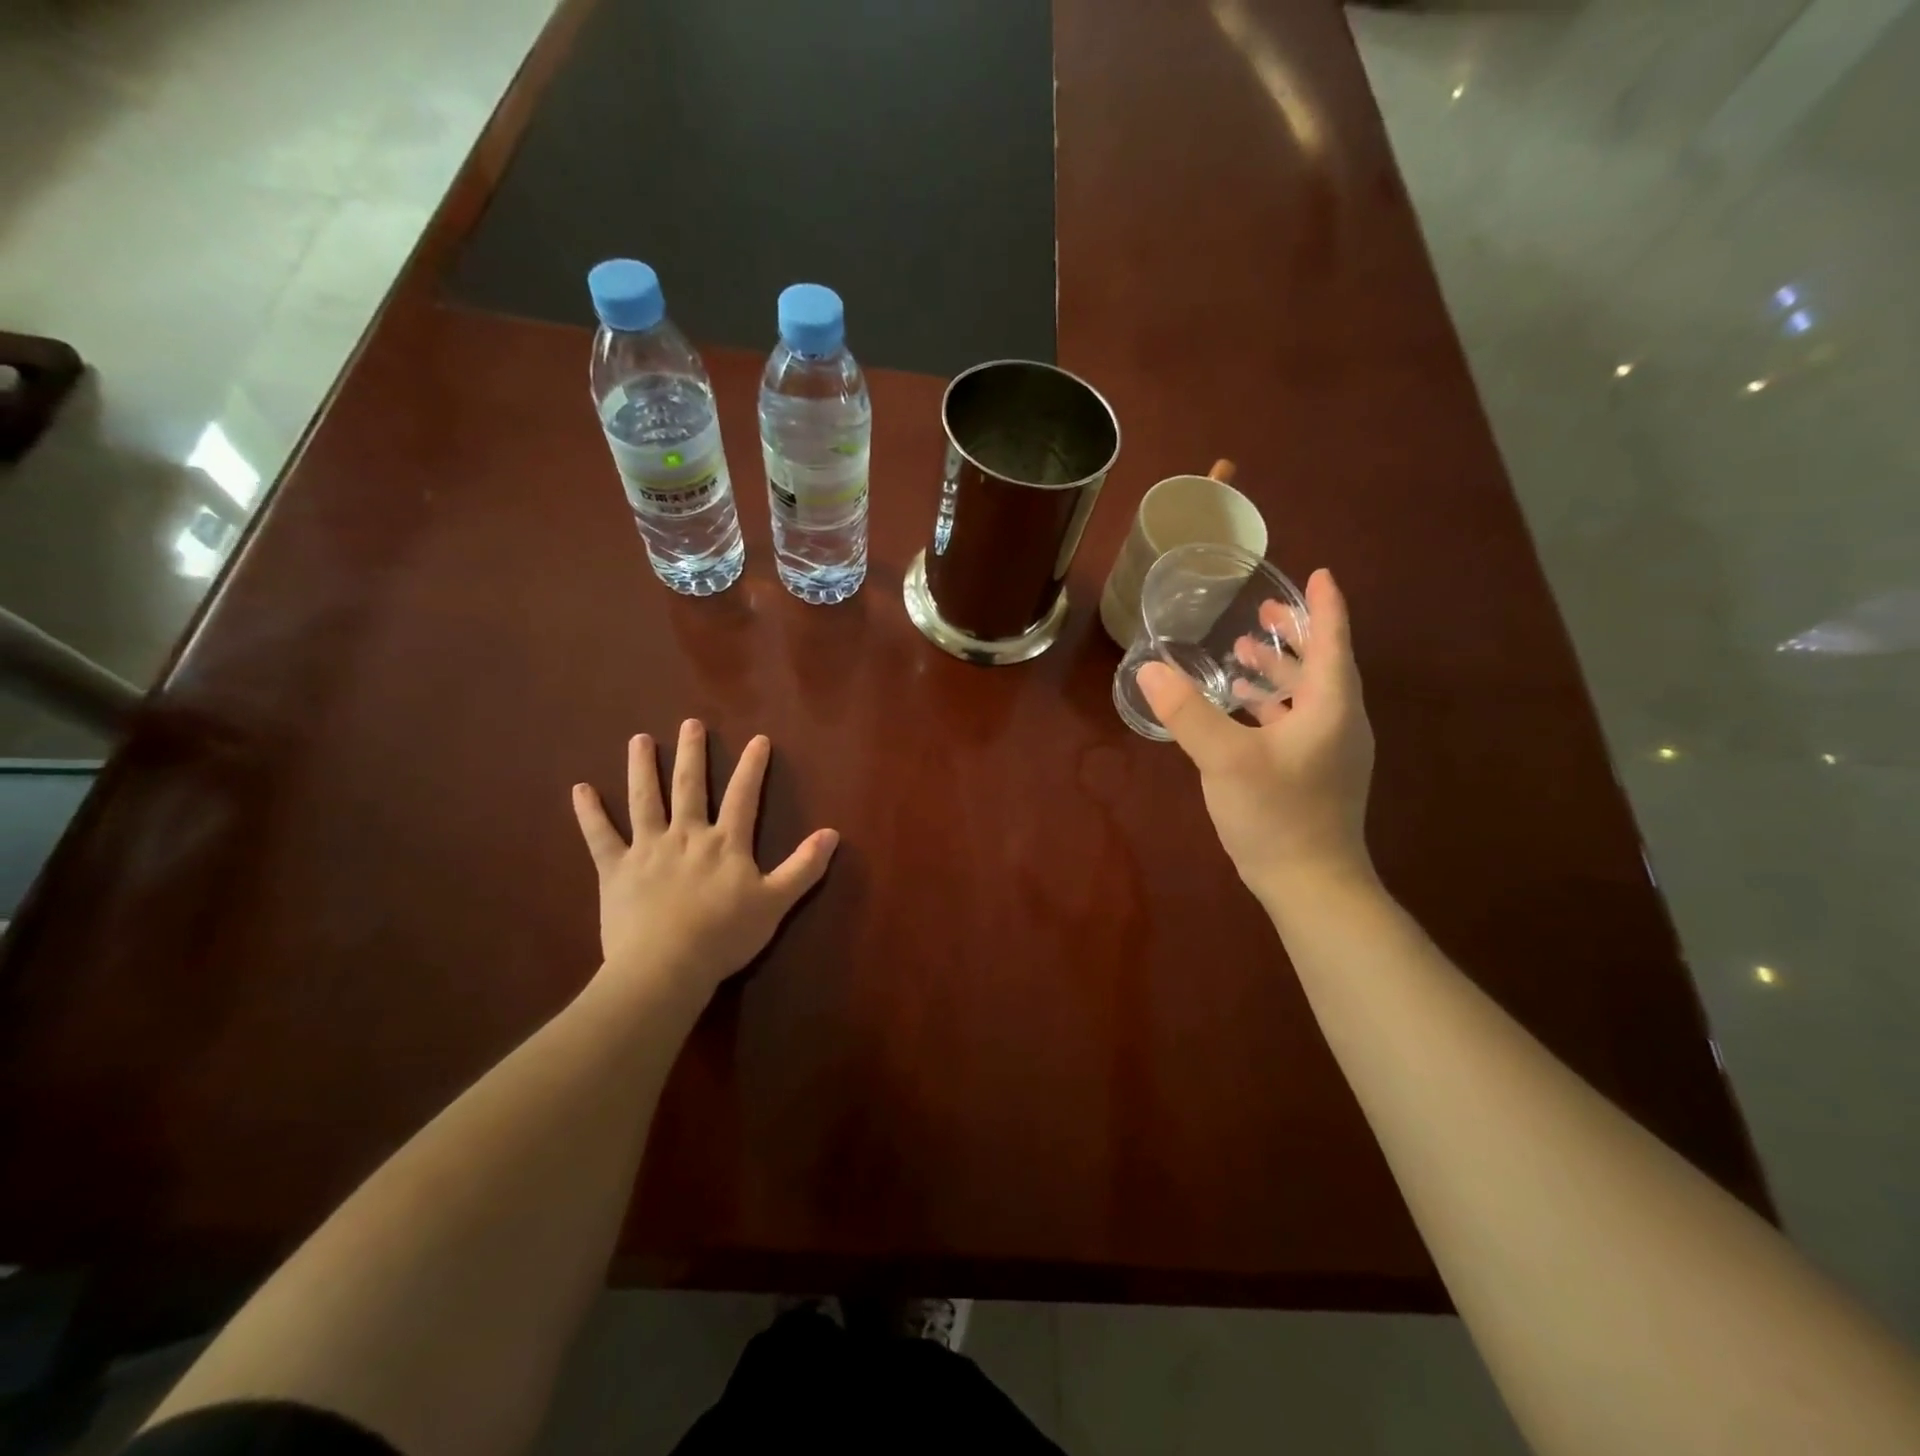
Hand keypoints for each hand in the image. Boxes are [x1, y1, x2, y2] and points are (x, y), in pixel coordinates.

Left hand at [571, 721, 838, 1007]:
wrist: (666, 966)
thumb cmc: (724, 935)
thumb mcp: (776, 902)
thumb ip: (804, 867)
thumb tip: (833, 833)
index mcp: (725, 843)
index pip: (744, 796)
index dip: (752, 767)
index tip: (758, 739)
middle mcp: (686, 835)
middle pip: (689, 787)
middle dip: (692, 754)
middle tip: (690, 723)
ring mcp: (648, 849)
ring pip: (645, 800)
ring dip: (642, 769)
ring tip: (639, 740)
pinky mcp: (616, 870)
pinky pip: (600, 836)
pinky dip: (589, 813)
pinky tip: (580, 789)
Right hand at [1138, 568, 1374, 902]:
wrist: (1311, 885)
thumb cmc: (1277, 815)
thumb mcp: (1225, 759)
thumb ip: (1188, 713)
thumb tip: (1150, 669)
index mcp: (1331, 708)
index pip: (1333, 642)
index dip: (1325, 606)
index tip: (1319, 574)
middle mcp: (1339, 723)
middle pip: (1323, 665)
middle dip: (1296, 635)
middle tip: (1265, 611)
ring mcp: (1329, 752)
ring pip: (1308, 695)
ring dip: (1281, 671)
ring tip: (1245, 654)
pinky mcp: (1315, 775)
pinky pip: (1297, 722)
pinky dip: (1273, 704)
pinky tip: (1242, 708)